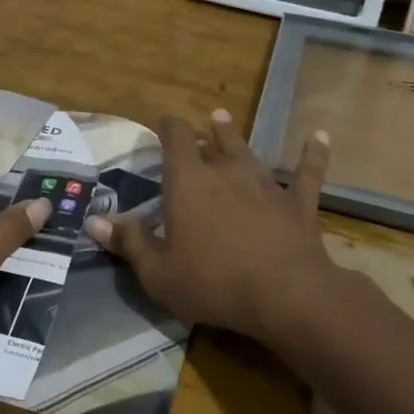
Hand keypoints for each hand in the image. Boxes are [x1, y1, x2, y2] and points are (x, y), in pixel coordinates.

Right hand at [86, 110, 339, 344]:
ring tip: (223, 118)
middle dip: (200, 134)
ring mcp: (265, 184)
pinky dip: (312, 153)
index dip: (167, 127)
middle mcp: (226, 171)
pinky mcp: (298, 204)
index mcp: (188, 181)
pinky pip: (307, 173)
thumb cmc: (213, 281)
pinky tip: (319, 135)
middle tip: (194, 128)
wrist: (286, 294)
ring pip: (247, 151)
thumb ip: (128, 242)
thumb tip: (94, 219)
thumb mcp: (158, 272)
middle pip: (211, 142)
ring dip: (233, 136)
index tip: (161, 124)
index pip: (175, 138)